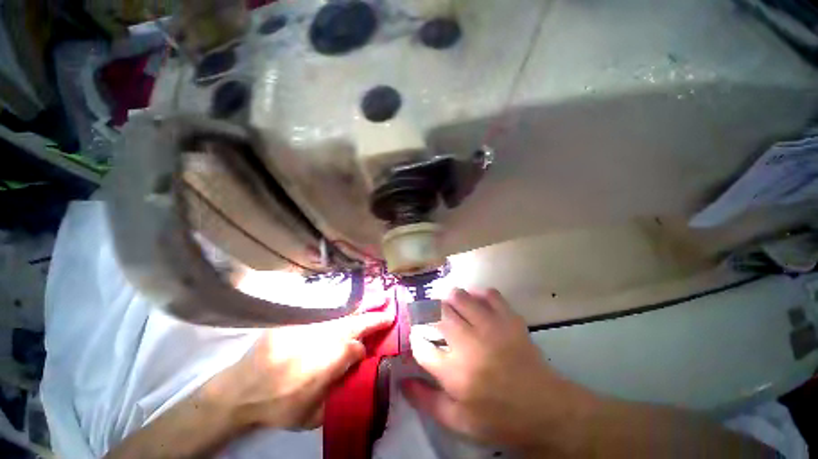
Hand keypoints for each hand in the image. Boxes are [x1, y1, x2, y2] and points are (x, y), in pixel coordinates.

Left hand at [202, 312, 392, 430]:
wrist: (240, 390)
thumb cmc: (278, 406)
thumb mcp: (312, 415)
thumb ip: (339, 393)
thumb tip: (358, 374)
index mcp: (329, 360)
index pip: (357, 348)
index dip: (366, 349)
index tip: (368, 351)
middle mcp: (323, 337)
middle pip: (355, 324)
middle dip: (374, 317)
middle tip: (390, 308)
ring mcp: (309, 326)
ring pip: (342, 315)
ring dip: (362, 308)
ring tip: (379, 299)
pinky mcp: (296, 320)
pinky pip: (325, 311)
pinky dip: (342, 309)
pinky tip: (351, 306)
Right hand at [403, 289, 593, 452]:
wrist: (546, 410)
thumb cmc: (499, 419)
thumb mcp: (458, 421)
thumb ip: (426, 401)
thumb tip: (402, 382)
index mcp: (454, 371)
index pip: (420, 344)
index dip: (414, 337)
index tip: (417, 337)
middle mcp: (468, 343)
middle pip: (436, 313)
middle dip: (426, 312)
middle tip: (428, 316)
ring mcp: (490, 326)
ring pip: (459, 297)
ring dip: (448, 299)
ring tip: (448, 306)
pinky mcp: (509, 318)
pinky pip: (489, 294)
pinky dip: (478, 293)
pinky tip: (475, 301)